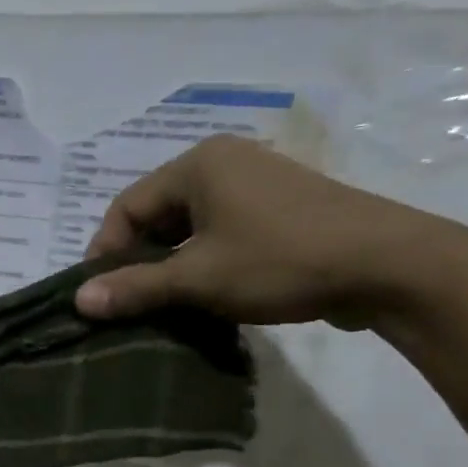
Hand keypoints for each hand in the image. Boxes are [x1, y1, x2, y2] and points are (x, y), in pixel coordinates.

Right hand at [74, 135, 441, 327]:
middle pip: (156, 214)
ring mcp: (256, 183)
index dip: (105, 252)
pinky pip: (220, 231)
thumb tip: (78, 302)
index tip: (100, 295)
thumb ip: (135, 287)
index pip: (126, 207)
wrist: (389, 265)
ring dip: (170, 265)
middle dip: (138, 260)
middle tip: (131, 303)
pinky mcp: (279, 208)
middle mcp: (224, 162)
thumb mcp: (198, 278)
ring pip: (189, 226)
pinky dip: (202, 260)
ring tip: (165, 304)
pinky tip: (205, 293)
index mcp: (198, 164)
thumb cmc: (280, 261)